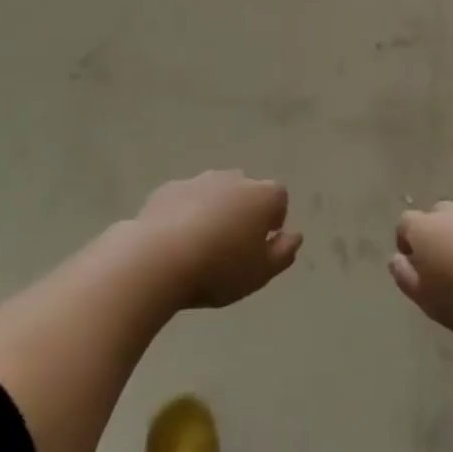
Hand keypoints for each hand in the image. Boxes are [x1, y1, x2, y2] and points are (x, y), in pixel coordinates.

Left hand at [132, 172, 302, 308]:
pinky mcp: (169, 188)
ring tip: (202, 244)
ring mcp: (198, 180)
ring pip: (214, 192)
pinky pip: (186, 198)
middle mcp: (232, 179)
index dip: (274, 218)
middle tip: (233, 245)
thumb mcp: (261, 272)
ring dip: (214, 210)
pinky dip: (186, 212)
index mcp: (261, 196)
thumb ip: (283, 252)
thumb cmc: (219, 268)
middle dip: (244, 210)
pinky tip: (176, 240)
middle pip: (246, 190)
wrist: (158, 258)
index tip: (262, 243)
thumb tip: (294, 236)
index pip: (279, 197)